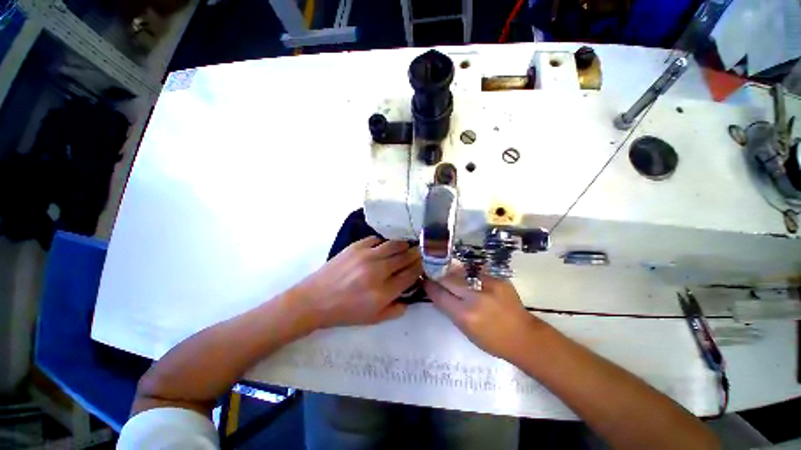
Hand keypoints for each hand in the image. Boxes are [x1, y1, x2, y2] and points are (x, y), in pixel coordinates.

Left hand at [296, 236, 421, 328]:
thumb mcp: (374, 319)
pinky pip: (377, 239)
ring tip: (406, 246)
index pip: (410, 274)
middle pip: (405, 257)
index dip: (420, 267)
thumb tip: (410, 294)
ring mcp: (366, 256)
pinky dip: (384, 242)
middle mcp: (378, 271)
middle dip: (416, 253)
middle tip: (420, 251)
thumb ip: (396, 309)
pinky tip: (384, 246)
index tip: (423, 263)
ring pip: (394, 244)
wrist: (315, 300)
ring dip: (404, 245)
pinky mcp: (355, 246)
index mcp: (384, 292)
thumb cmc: (345, 312)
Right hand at [424, 265, 545, 361]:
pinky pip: (477, 272)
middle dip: (438, 275)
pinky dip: (470, 273)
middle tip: (433, 272)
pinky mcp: (498, 279)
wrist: (524, 337)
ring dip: (452, 272)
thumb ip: (451, 310)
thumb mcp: (466, 330)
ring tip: (448, 271)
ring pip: (461, 272)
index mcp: (464, 315)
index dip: (430, 287)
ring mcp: (487, 286)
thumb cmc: (492, 341)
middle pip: (448, 279)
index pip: (440, 295)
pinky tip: (468, 274)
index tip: (424, 281)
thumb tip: (439, 294)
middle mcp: (474, 298)